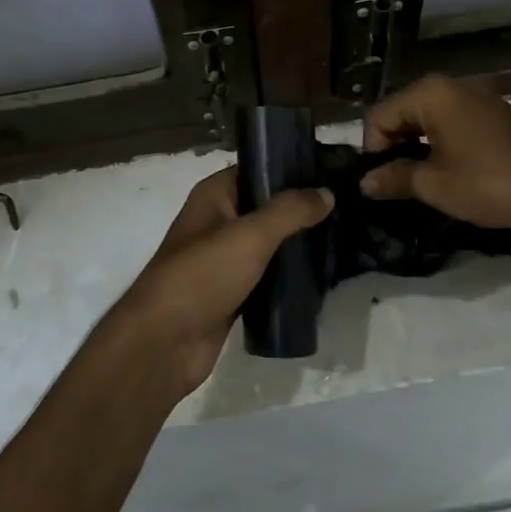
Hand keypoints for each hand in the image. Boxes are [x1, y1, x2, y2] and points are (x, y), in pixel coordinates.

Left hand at [113, 168, 332, 395]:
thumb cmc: (202, 275)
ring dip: (296, 244)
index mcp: (214, 196)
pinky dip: (287, 276)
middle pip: (265, 207)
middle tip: (345, 207)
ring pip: (267, 244)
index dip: (290, 168)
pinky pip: (266, 277)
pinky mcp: (231, 294)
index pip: (257, 169)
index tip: (331, 171)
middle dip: (300, 208)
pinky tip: (319, 275)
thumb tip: (327, 192)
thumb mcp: (250, 235)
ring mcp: (223, 260)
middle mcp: (217, 222)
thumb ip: (290, 211)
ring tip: (340, 238)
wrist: (165, 343)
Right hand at [360, 74, 510, 231]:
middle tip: (395, 180)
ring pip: (427, 115)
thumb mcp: (433, 184)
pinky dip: (439, 139)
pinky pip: (451, 119)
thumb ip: (394, 177)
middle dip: (393, 144)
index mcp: (430, 93)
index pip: (379, 115)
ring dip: (416, 143)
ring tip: (419, 176)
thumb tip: (364, 182)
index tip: (379, 180)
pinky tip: (447, 167)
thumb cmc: (486, 183)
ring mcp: (475, 95)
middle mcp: (450, 85)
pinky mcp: (493, 111)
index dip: (372, 149)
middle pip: (402, 110)